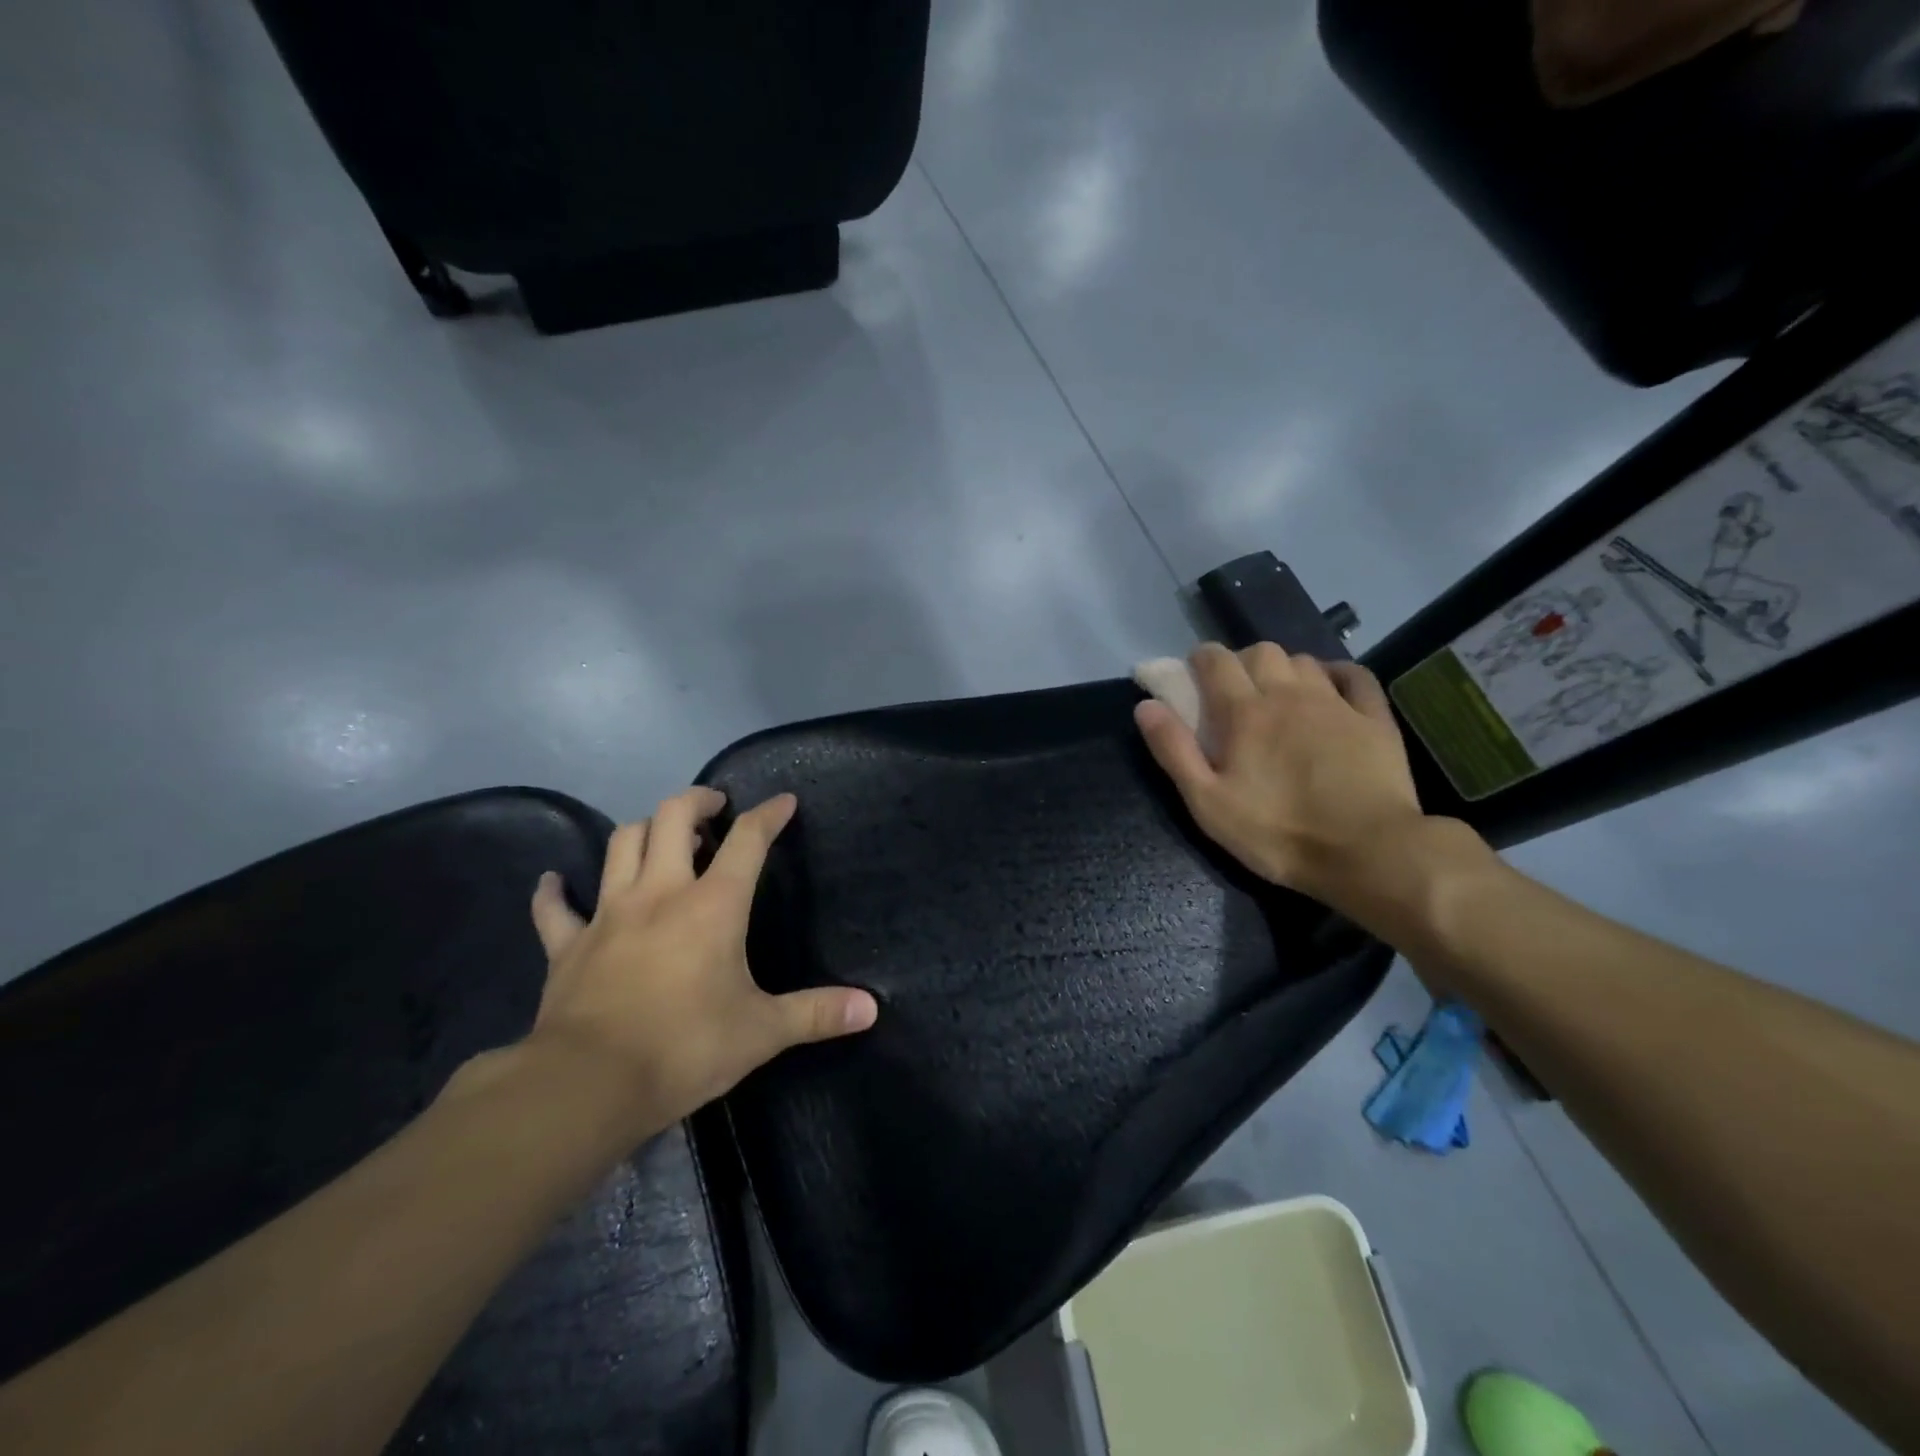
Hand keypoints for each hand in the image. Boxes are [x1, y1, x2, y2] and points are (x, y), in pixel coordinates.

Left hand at [523, 787, 877, 1132]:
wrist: (588, 1085)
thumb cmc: (685, 1047)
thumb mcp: (762, 1032)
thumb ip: (817, 1013)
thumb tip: (871, 1008)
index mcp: (713, 905)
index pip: (748, 840)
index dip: (769, 815)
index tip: (784, 802)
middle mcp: (660, 892)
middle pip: (672, 817)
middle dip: (697, 801)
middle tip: (714, 808)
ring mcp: (609, 914)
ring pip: (621, 843)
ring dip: (643, 828)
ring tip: (661, 835)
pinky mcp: (569, 945)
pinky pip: (555, 908)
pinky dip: (555, 891)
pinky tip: (556, 882)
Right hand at [1134, 642, 1430, 913]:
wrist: (1369, 853)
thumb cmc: (1278, 832)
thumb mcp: (1208, 803)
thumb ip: (1174, 750)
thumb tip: (1146, 705)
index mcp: (1245, 712)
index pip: (1216, 661)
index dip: (1201, 659)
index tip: (1193, 674)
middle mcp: (1289, 695)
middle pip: (1261, 651)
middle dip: (1241, 661)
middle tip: (1234, 691)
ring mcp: (1336, 703)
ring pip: (1304, 660)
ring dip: (1284, 669)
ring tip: (1278, 695)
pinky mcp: (1374, 719)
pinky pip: (1354, 676)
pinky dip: (1336, 673)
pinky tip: (1329, 689)